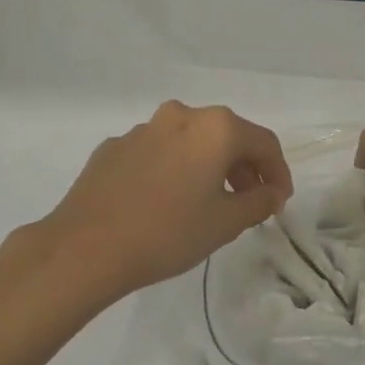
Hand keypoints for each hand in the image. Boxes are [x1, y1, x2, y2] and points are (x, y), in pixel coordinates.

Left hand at [11, 102, 292, 305]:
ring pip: (190, 142)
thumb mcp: (225, 223)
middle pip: (226, 136)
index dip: (279, 172)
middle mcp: (181, 116)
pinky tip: (165, 202)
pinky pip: (158, 152)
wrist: (85, 248)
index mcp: (215, 127)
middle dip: (244, 168)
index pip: (264, 142)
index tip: (279, 202)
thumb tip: (271, 193)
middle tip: (249, 203)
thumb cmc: (168, 232)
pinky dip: (173, 169)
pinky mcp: (114, 147)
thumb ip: (259, 202)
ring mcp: (143, 129)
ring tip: (207, 203)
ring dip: (207, 166)